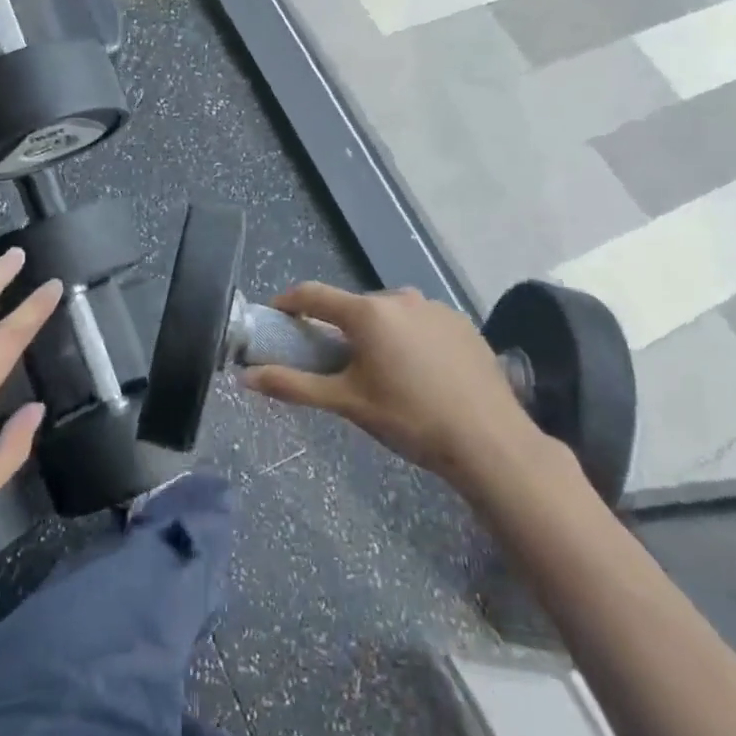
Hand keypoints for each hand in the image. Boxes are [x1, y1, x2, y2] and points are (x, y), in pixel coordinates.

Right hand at [243, 282, 545, 492]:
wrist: (489, 441)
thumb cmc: (409, 419)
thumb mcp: (347, 403)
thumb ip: (294, 386)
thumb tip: (246, 378)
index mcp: (367, 312)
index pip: (314, 295)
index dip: (289, 303)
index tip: (277, 317)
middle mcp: (400, 297)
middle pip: (354, 308)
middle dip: (339, 329)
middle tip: (336, 364)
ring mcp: (435, 307)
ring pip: (390, 315)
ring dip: (377, 334)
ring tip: (383, 373)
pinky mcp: (462, 322)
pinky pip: (421, 323)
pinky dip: (410, 339)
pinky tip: (420, 373)